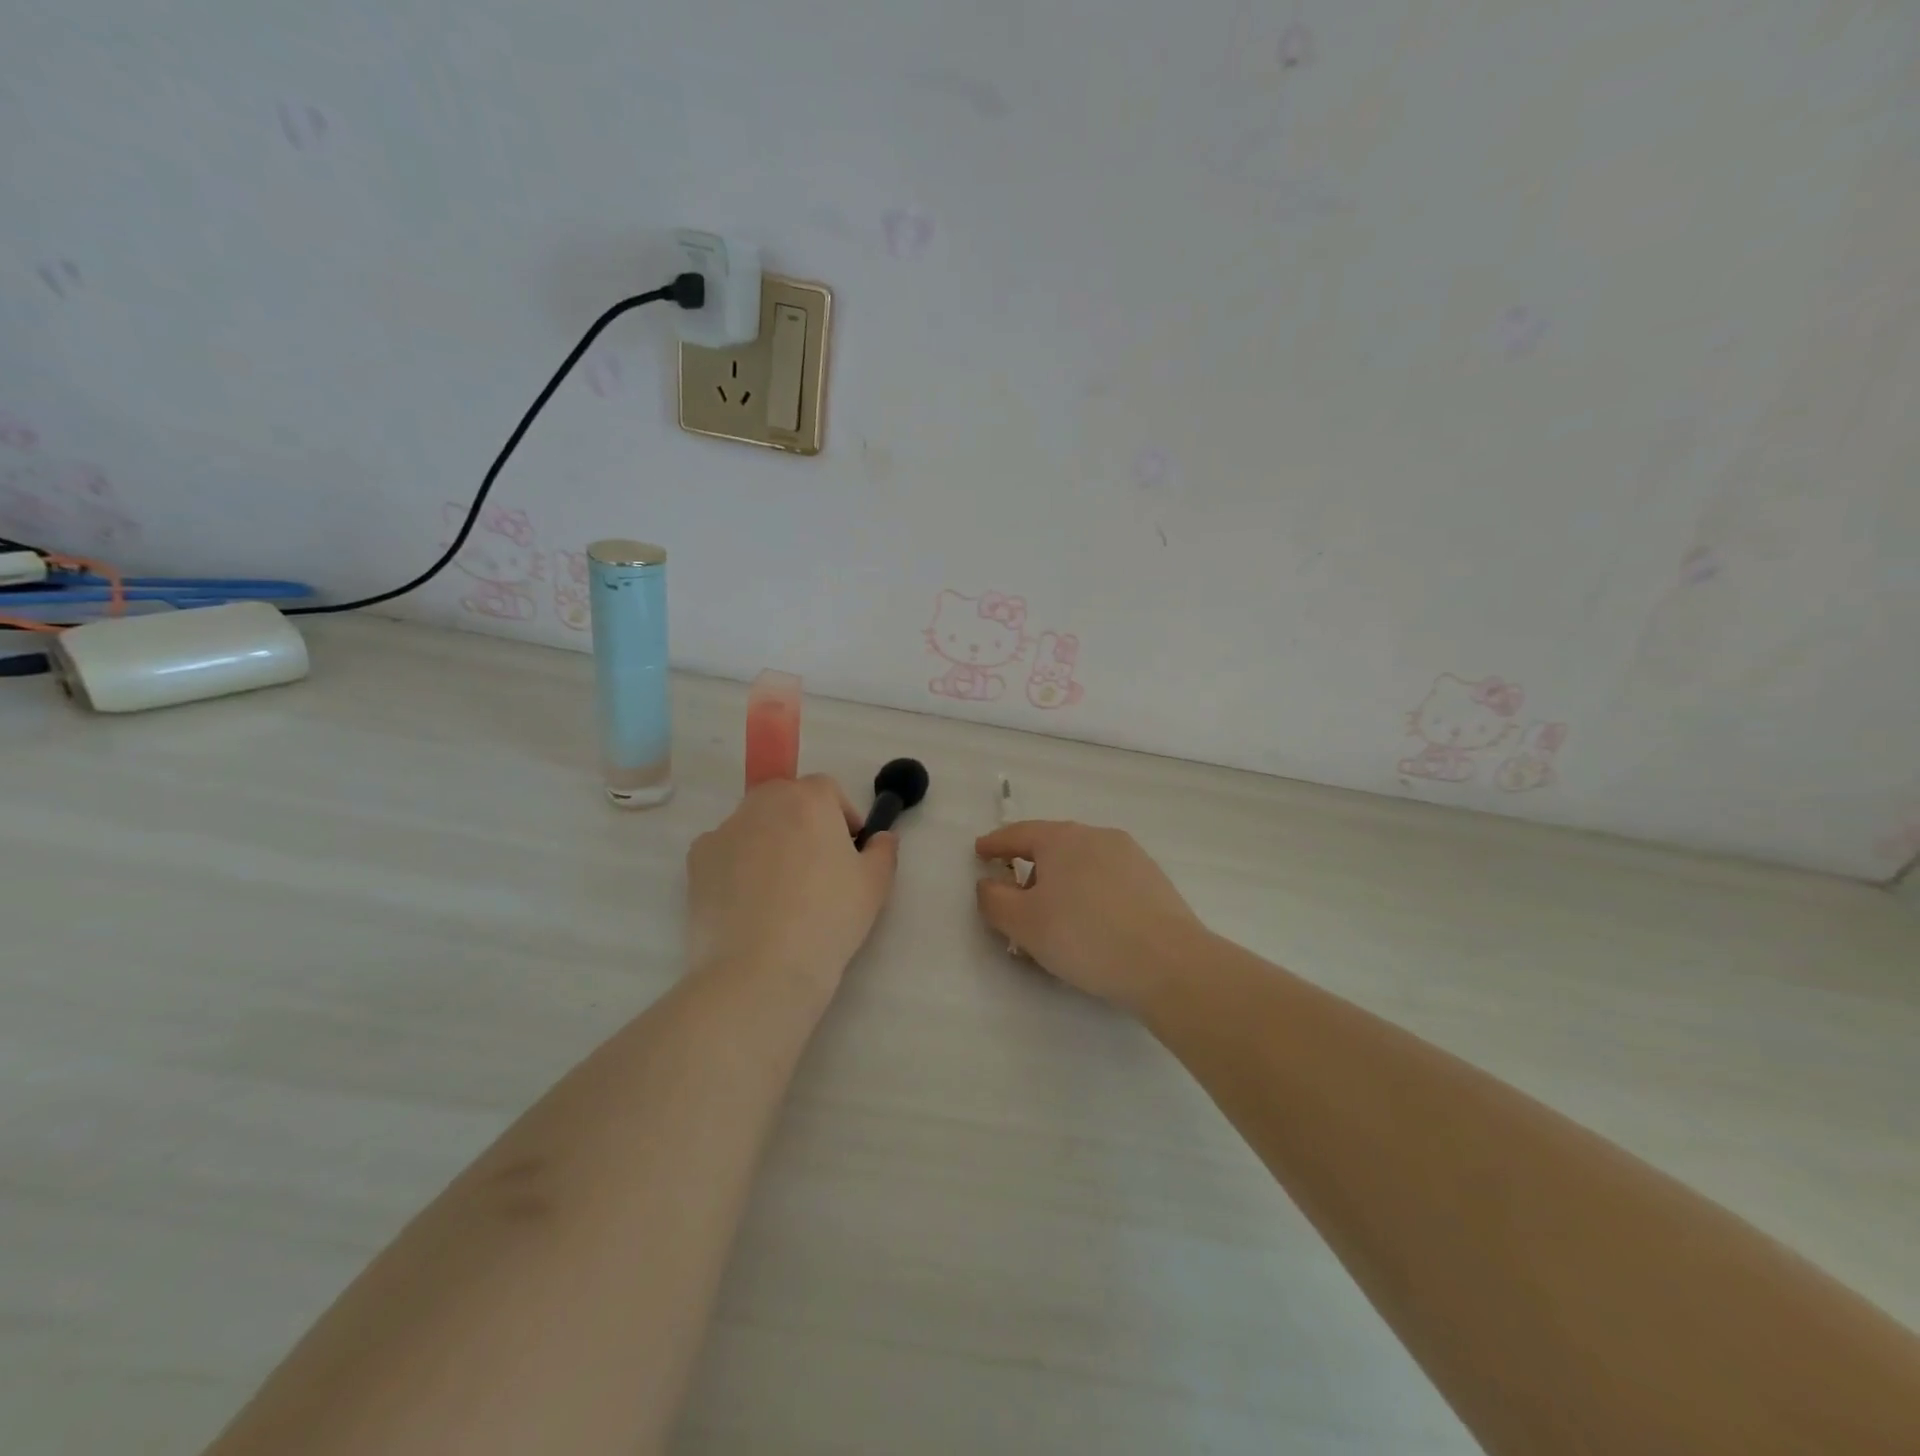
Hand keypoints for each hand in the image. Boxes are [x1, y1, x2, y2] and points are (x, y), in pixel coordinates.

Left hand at [687, 775, 898, 996]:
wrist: (760, 970)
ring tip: (779, 889)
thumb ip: (884, 850)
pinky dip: (737, 865)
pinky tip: (748, 902)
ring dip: (769, 840)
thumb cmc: (828, 919)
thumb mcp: (875, 885)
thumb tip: (881, 838)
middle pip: (786, 799)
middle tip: (815, 866)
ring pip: (754, 823)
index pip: (827, 789)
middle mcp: (763, 803)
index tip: (849, 850)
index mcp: (809, 799)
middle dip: (803, 822)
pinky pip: (725, 850)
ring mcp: (724, 829)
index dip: (842, 816)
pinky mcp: (697, 859)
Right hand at [974, 821, 1205, 1012]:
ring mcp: (1130, 855)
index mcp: (1062, 839)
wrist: (1168, 963)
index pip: (1018, 834)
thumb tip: (988, 883)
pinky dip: (1089, 893)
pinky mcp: (1152, 879)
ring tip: (1056, 919)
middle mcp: (1096, 836)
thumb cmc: (1084, 937)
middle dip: (1029, 869)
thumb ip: (994, 900)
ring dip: (1062, 883)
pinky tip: (1092, 925)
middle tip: (1016, 899)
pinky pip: (1107, 879)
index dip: (994, 844)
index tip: (980, 852)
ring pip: (1082, 863)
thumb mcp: (1023, 924)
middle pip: (1051, 847)